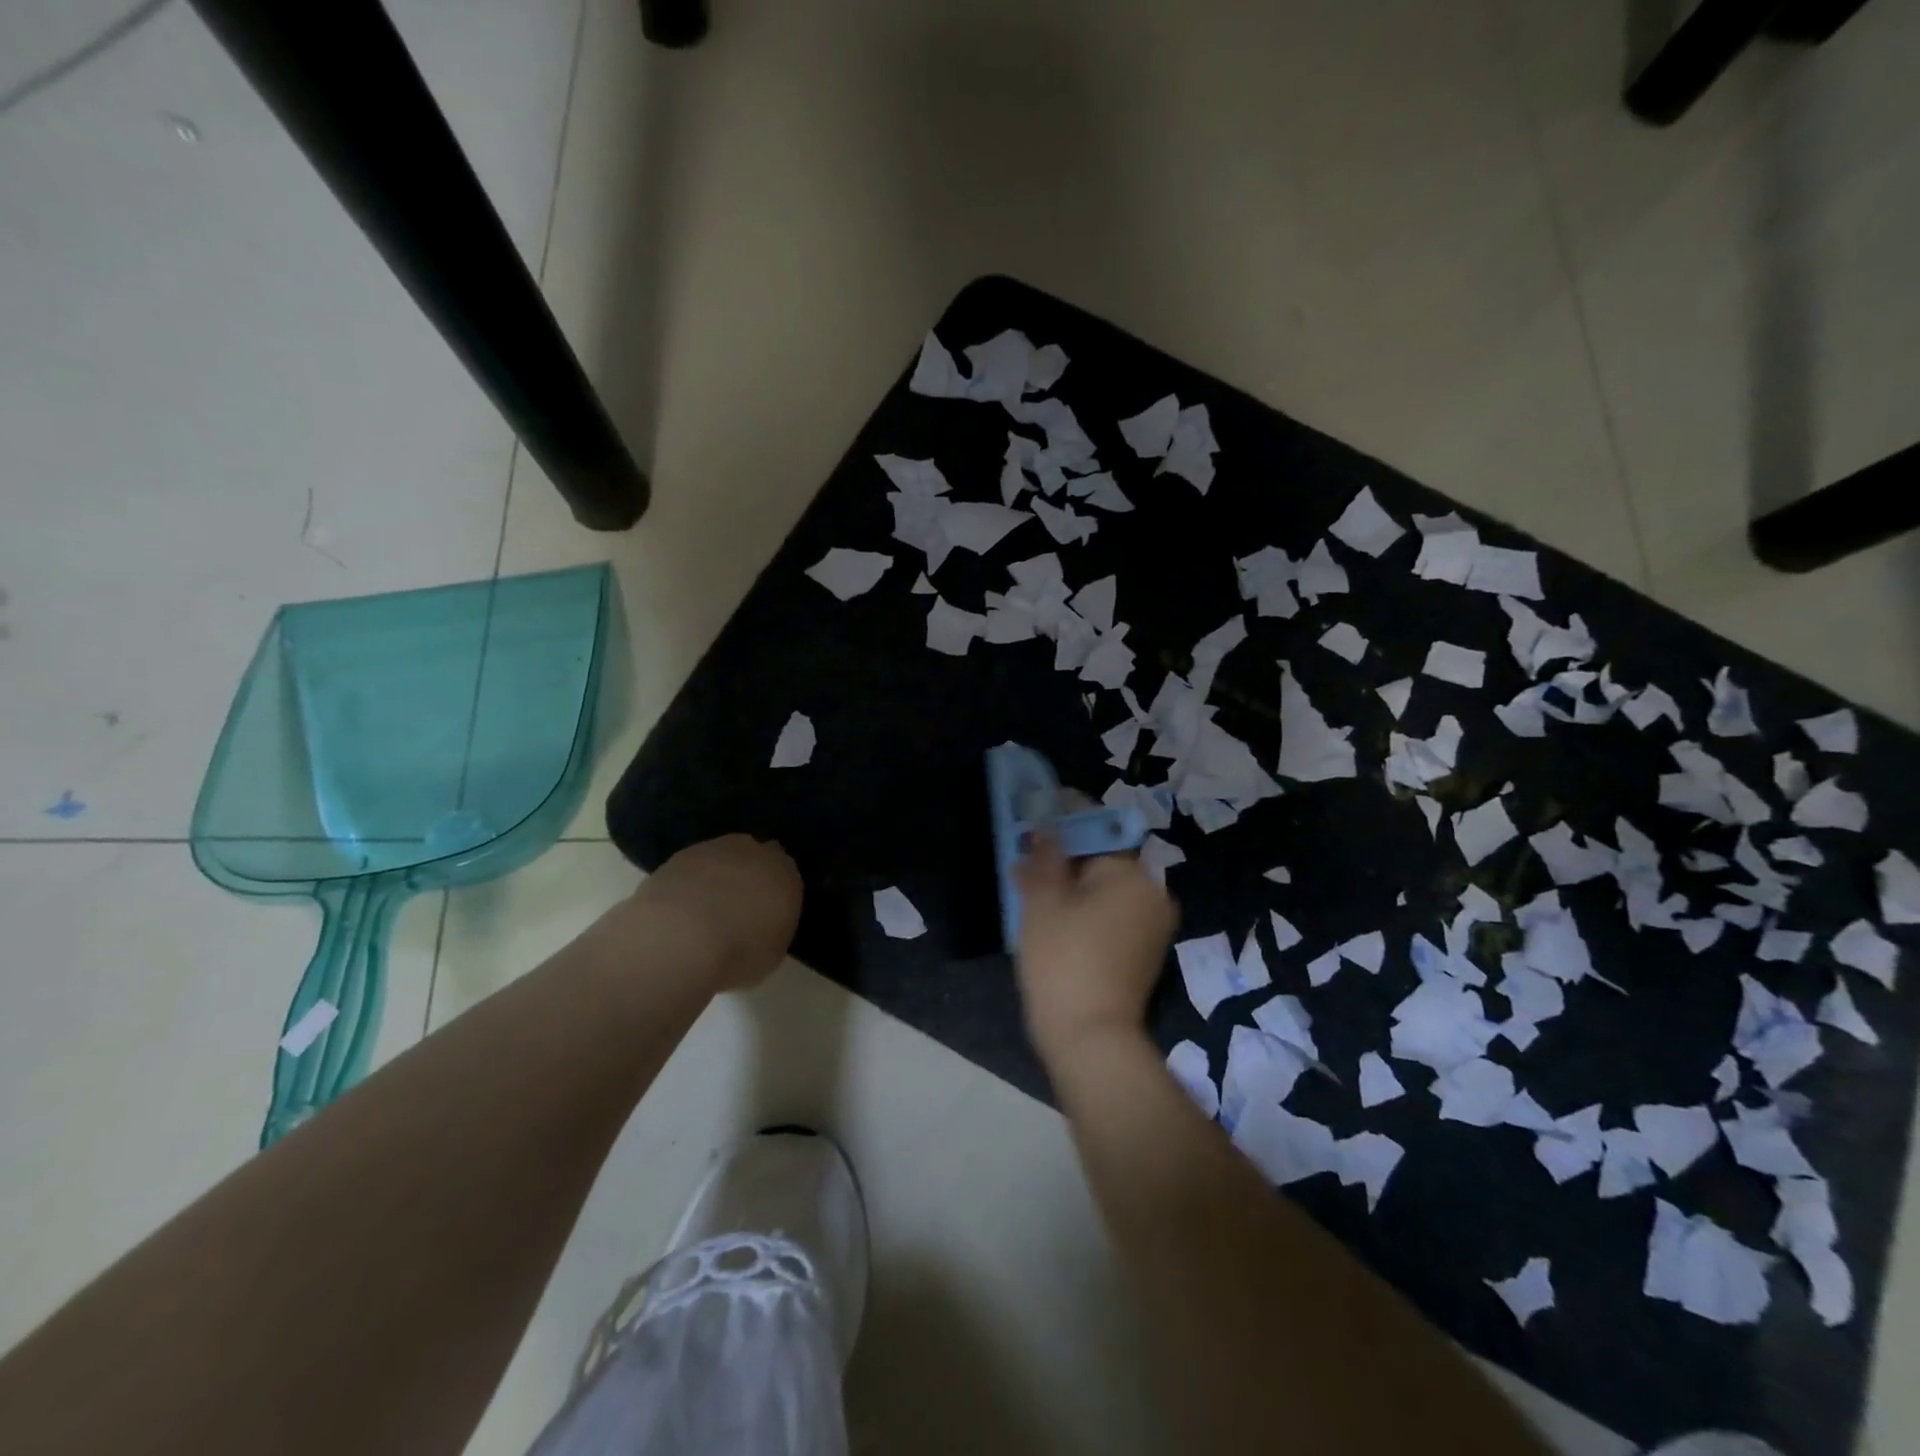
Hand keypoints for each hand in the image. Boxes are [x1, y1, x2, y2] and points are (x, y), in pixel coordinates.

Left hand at [631, 834, 802, 991]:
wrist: (682, 938)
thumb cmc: (739, 953)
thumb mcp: (772, 954)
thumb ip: (771, 929)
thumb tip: (760, 926)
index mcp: (785, 875)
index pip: (787, 876)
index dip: (775, 894)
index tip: (764, 916)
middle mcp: (754, 853)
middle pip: (756, 858)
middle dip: (749, 877)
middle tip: (736, 910)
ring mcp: (715, 850)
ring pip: (722, 858)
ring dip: (717, 877)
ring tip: (702, 913)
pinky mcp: (679, 857)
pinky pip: (691, 868)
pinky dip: (688, 884)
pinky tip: (678, 910)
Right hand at [1014, 834, 1176, 1065]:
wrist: (1090, 1039)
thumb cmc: (1062, 959)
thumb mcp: (1043, 901)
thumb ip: (1045, 857)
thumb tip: (1046, 829)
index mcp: (1133, 873)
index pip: (1098, 827)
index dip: (1065, 816)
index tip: (1036, 815)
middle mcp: (1153, 892)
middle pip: (1104, 857)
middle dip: (1065, 853)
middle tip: (1026, 853)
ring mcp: (1152, 924)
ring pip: (1106, 887)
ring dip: (1072, 881)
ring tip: (1031, 884)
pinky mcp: (1144, 951)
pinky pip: (1113, 912)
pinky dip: (1086, 907)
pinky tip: (1053, 914)